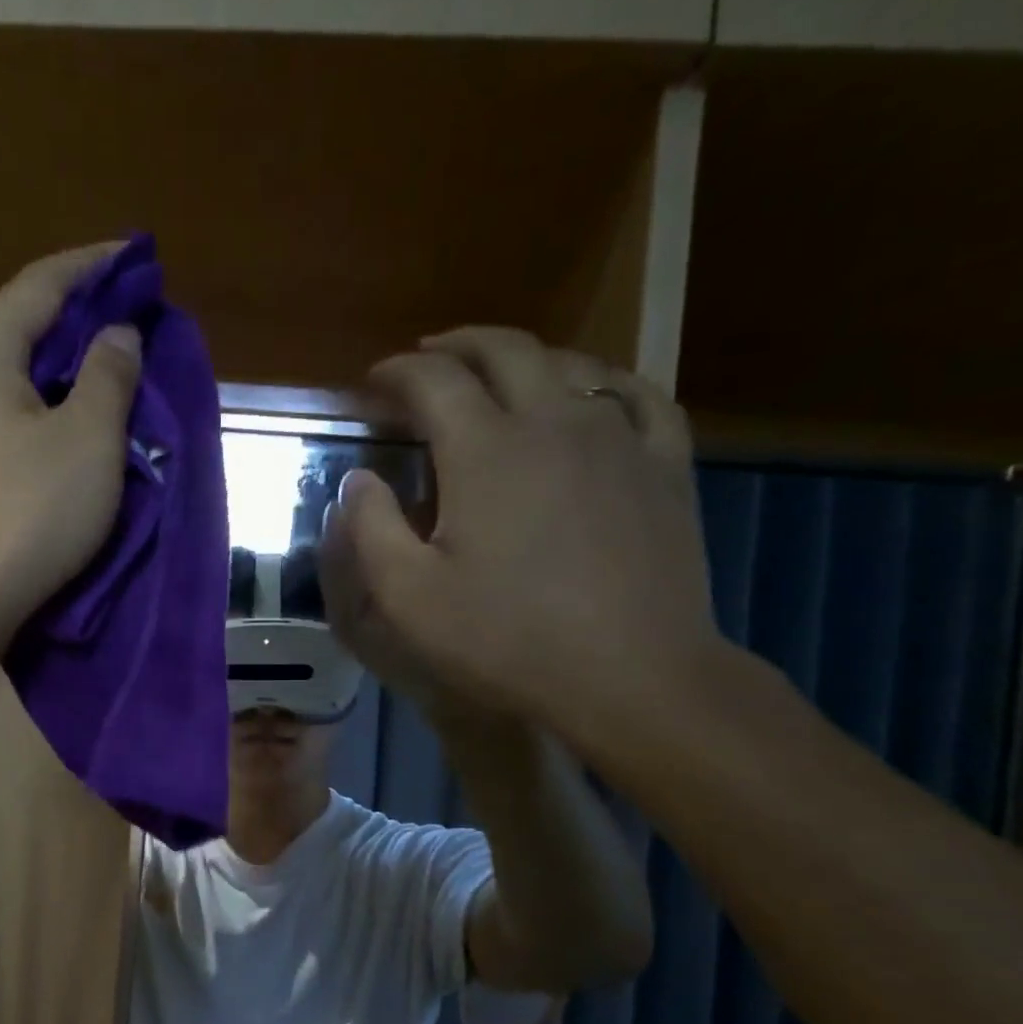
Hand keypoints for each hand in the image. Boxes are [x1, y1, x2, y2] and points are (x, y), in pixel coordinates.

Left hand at [0, 242, 141, 641]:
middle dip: (79, 317)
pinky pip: (5, 417)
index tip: (136, 257)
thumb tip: (116, 333)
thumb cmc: (29, 512)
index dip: (94, 266)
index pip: (42, 282)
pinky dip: (43, 409)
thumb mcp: (87, 439)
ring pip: (13, 376)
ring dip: (62, 369)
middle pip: (22, 325)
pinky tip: (68, 429)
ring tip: (107, 373)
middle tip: (130, 320)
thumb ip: (108, 375)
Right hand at [318, 327, 722, 754]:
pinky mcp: (664, 467)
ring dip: (522, 358)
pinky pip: (637, 398)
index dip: (396, 373)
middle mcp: (553, 422)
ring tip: (495, 373)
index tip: (372, 383)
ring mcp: (618, 439)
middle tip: (426, 357)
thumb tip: (358, 480)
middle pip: (504, 350)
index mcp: (484, 450)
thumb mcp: (408, 598)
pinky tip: (591, 395)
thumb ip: (371, 530)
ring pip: (569, 365)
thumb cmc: (506, 641)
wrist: (630, 678)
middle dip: (456, 345)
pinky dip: (601, 383)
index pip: (432, 380)